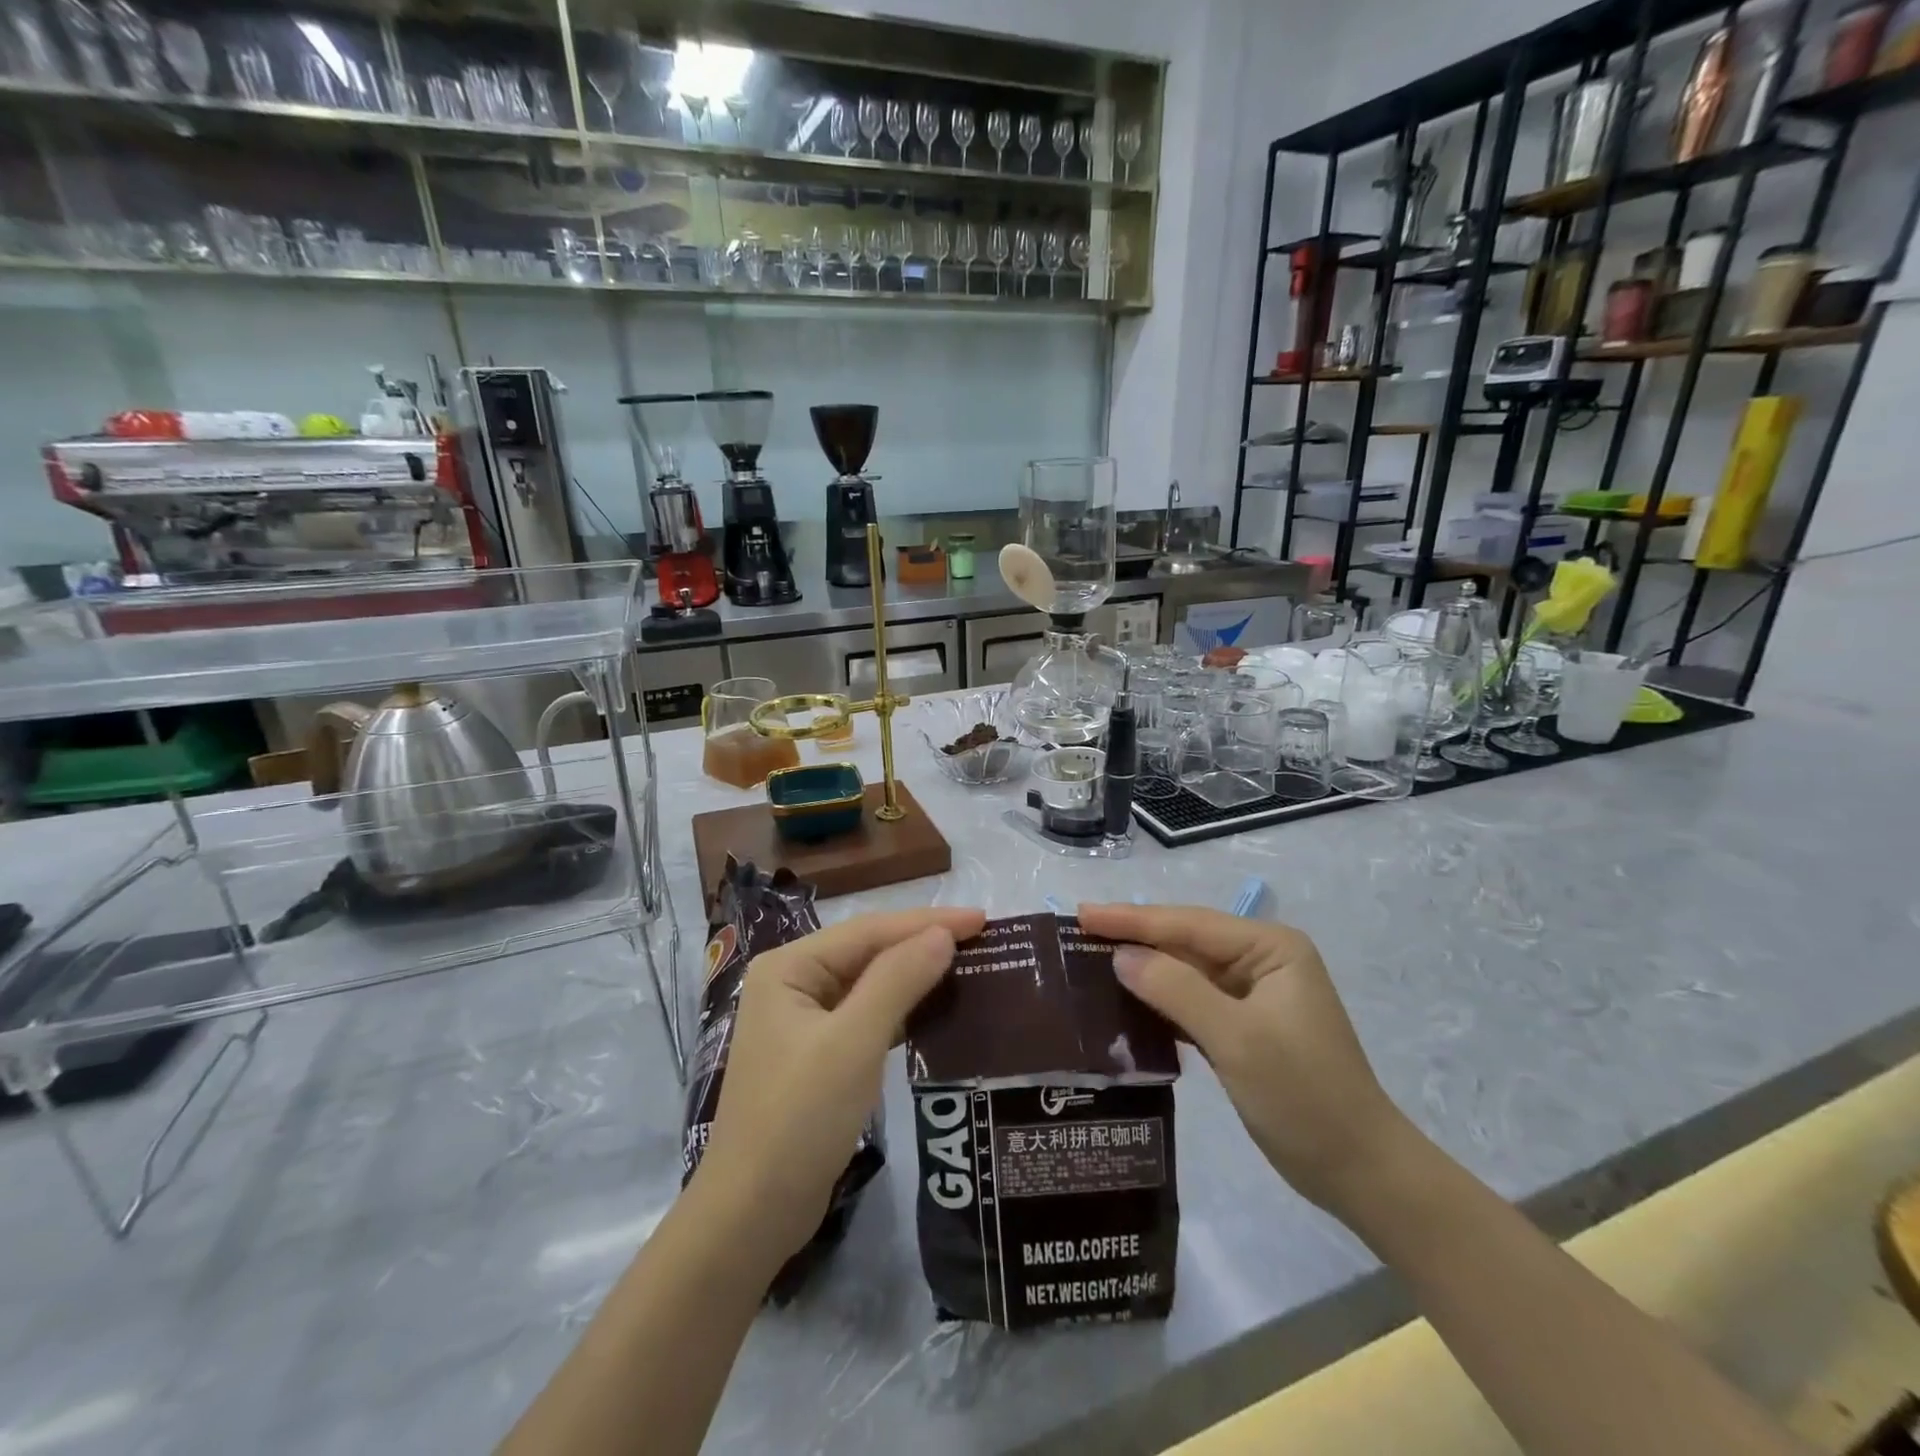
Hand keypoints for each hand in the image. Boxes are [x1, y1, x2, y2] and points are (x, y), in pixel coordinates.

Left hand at [698, 906, 985, 1263]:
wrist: (752, 1215)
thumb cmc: (800, 1119)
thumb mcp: (854, 1043)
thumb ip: (898, 980)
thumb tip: (943, 934)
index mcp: (790, 967)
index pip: (869, 930)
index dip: (927, 922)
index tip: (983, 919)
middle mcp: (792, 983)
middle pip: (868, 951)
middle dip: (922, 943)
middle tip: (981, 939)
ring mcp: (802, 1020)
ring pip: (869, 982)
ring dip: (915, 974)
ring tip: (968, 965)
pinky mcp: (816, 1054)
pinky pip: (866, 1015)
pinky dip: (901, 1009)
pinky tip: (934, 1010)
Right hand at [1078, 903, 1413, 1214]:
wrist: (1359, 1172)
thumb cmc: (1304, 1096)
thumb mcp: (1236, 1038)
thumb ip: (1176, 990)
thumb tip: (1120, 955)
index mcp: (1271, 948)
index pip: (1189, 924)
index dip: (1132, 919)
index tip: (1082, 914)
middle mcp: (1262, 961)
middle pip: (1185, 942)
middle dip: (1134, 939)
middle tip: (1077, 932)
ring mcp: (1253, 995)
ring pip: (1185, 972)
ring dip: (1142, 970)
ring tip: (1089, 961)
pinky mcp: (1244, 1027)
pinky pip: (1191, 1002)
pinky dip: (1159, 1002)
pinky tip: (1124, 1003)